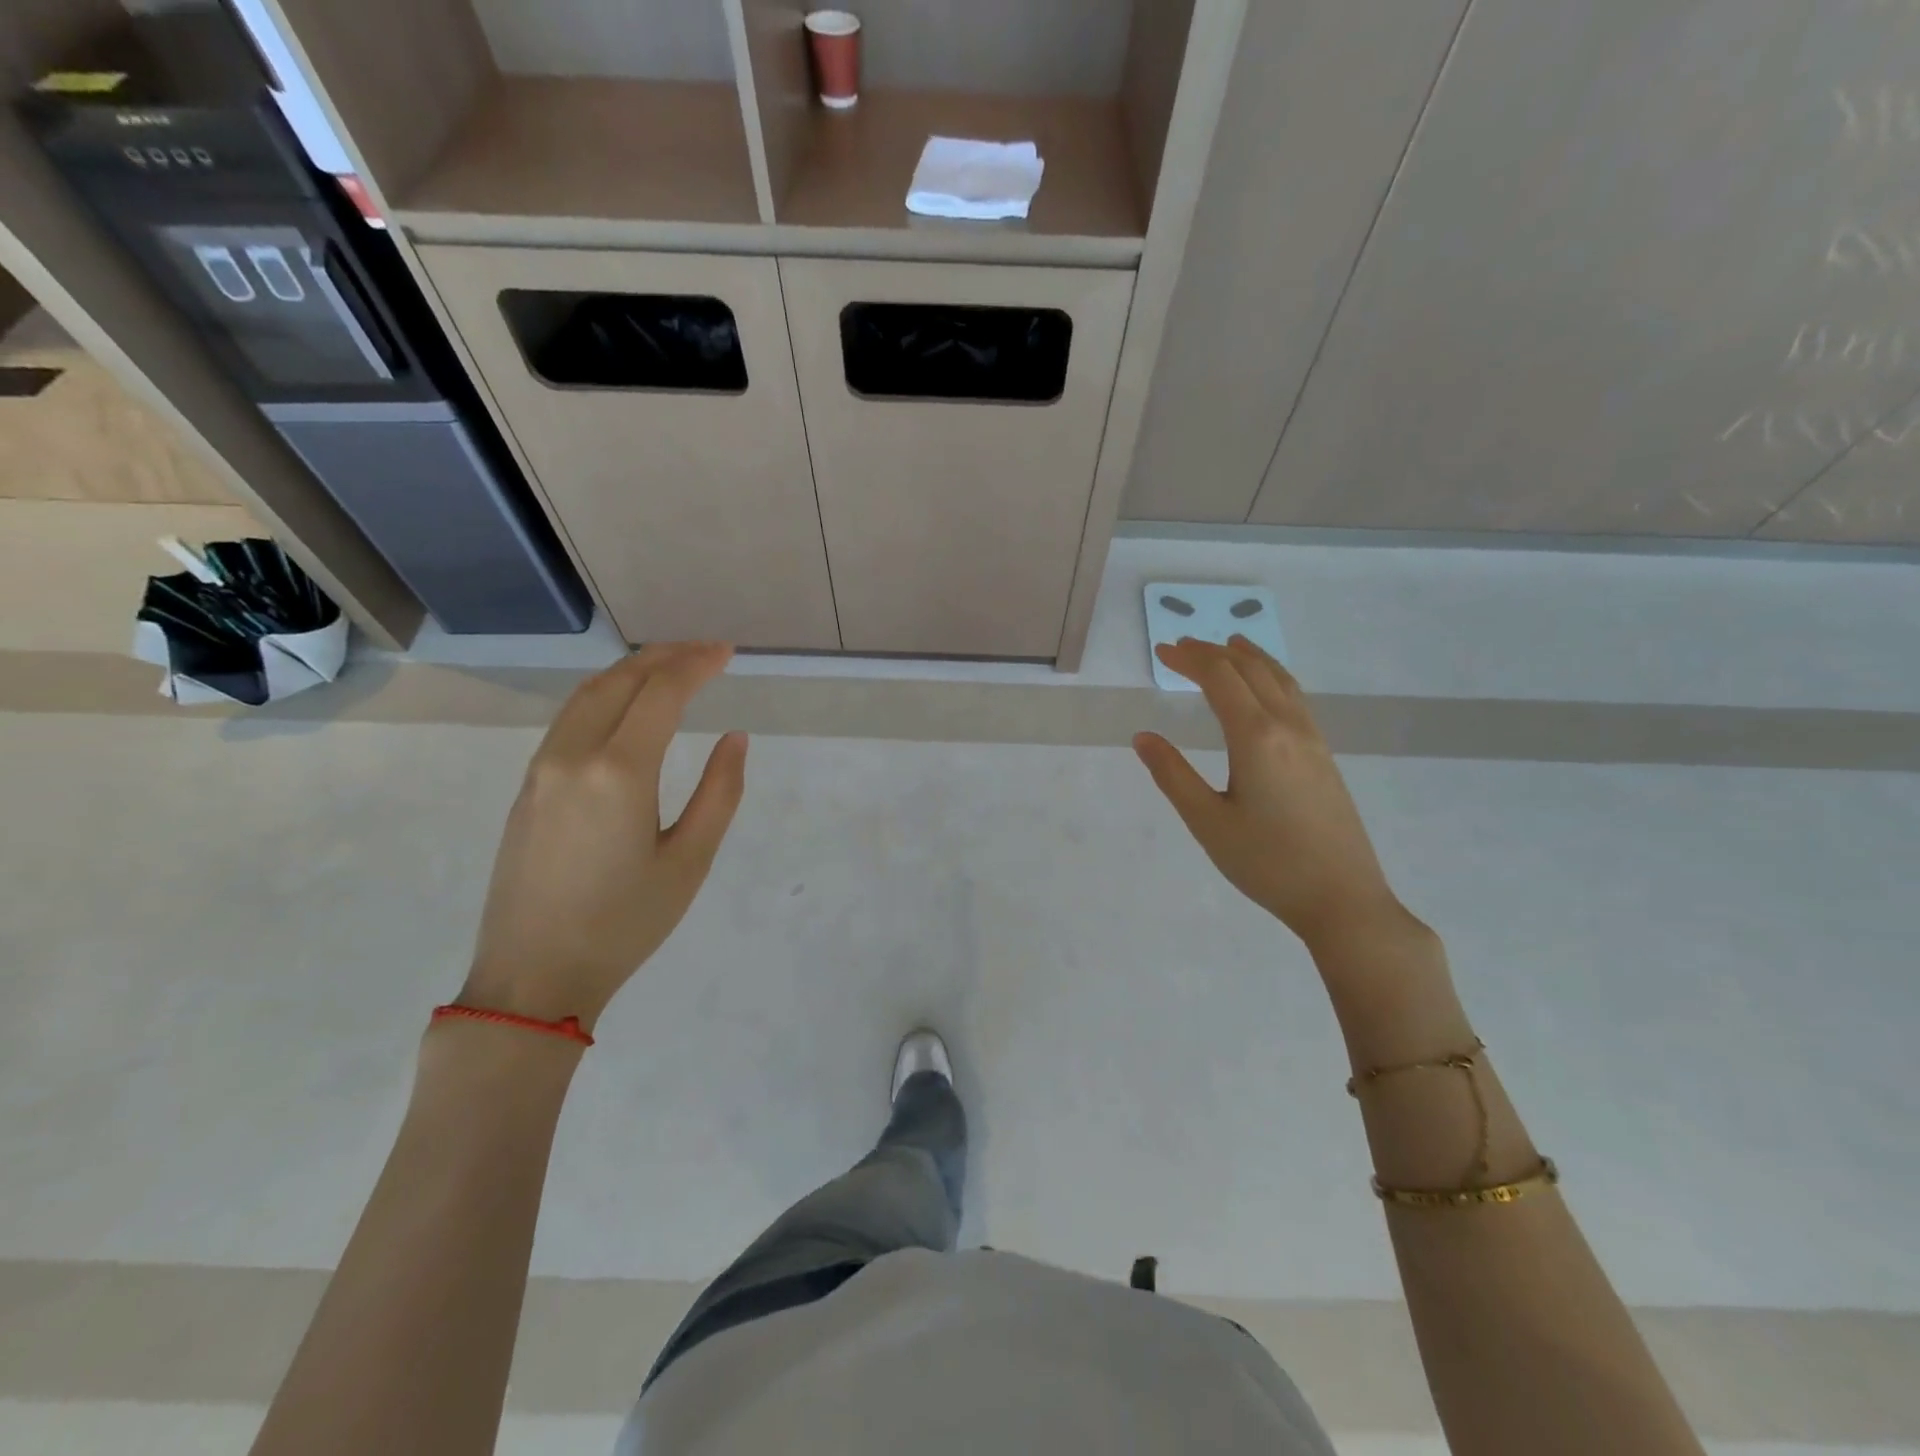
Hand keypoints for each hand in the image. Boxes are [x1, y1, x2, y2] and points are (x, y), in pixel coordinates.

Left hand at [462, 642, 746, 1028]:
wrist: (533, 977)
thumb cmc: (624, 924)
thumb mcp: (689, 861)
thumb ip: (720, 793)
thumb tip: (735, 738)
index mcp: (618, 772)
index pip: (660, 692)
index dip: (696, 665)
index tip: (727, 653)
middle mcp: (572, 756)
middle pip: (619, 681)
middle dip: (665, 656)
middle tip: (706, 651)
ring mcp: (541, 770)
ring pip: (586, 695)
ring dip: (631, 671)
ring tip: (670, 667)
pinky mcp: (527, 788)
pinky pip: (569, 720)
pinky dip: (604, 696)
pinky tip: (626, 707)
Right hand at [1134, 636, 1408, 951]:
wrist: (1342, 899)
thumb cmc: (1267, 863)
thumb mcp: (1207, 822)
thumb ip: (1172, 775)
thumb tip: (1142, 737)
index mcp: (1256, 737)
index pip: (1220, 678)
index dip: (1188, 659)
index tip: (1161, 651)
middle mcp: (1288, 726)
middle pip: (1250, 670)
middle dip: (1213, 652)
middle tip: (1180, 648)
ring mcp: (1312, 739)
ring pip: (1279, 679)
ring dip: (1248, 657)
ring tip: (1227, 645)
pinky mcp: (1323, 755)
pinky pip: (1294, 697)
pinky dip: (1271, 676)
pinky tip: (1265, 688)